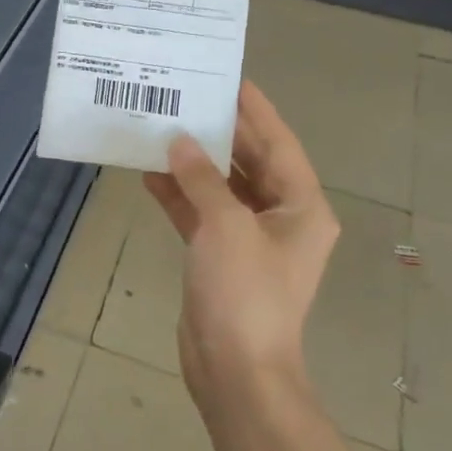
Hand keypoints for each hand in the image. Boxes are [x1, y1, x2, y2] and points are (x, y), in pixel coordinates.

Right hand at [143, 82, 338, 416]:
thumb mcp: (225, 226)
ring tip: (161, 131)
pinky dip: (180, 198)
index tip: (230, 79)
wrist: (235, 371)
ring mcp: (250, 241)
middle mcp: (282, 219)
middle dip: (219, 135)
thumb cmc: (244, 294)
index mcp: (301, 208)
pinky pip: (202, 216)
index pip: (279, 144)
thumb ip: (203, 179)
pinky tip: (150, 176)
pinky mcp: (222, 259)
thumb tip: (180, 142)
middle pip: (251, 164)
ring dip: (194, 166)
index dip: (256, 111)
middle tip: (187, 99)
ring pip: (222, 189)